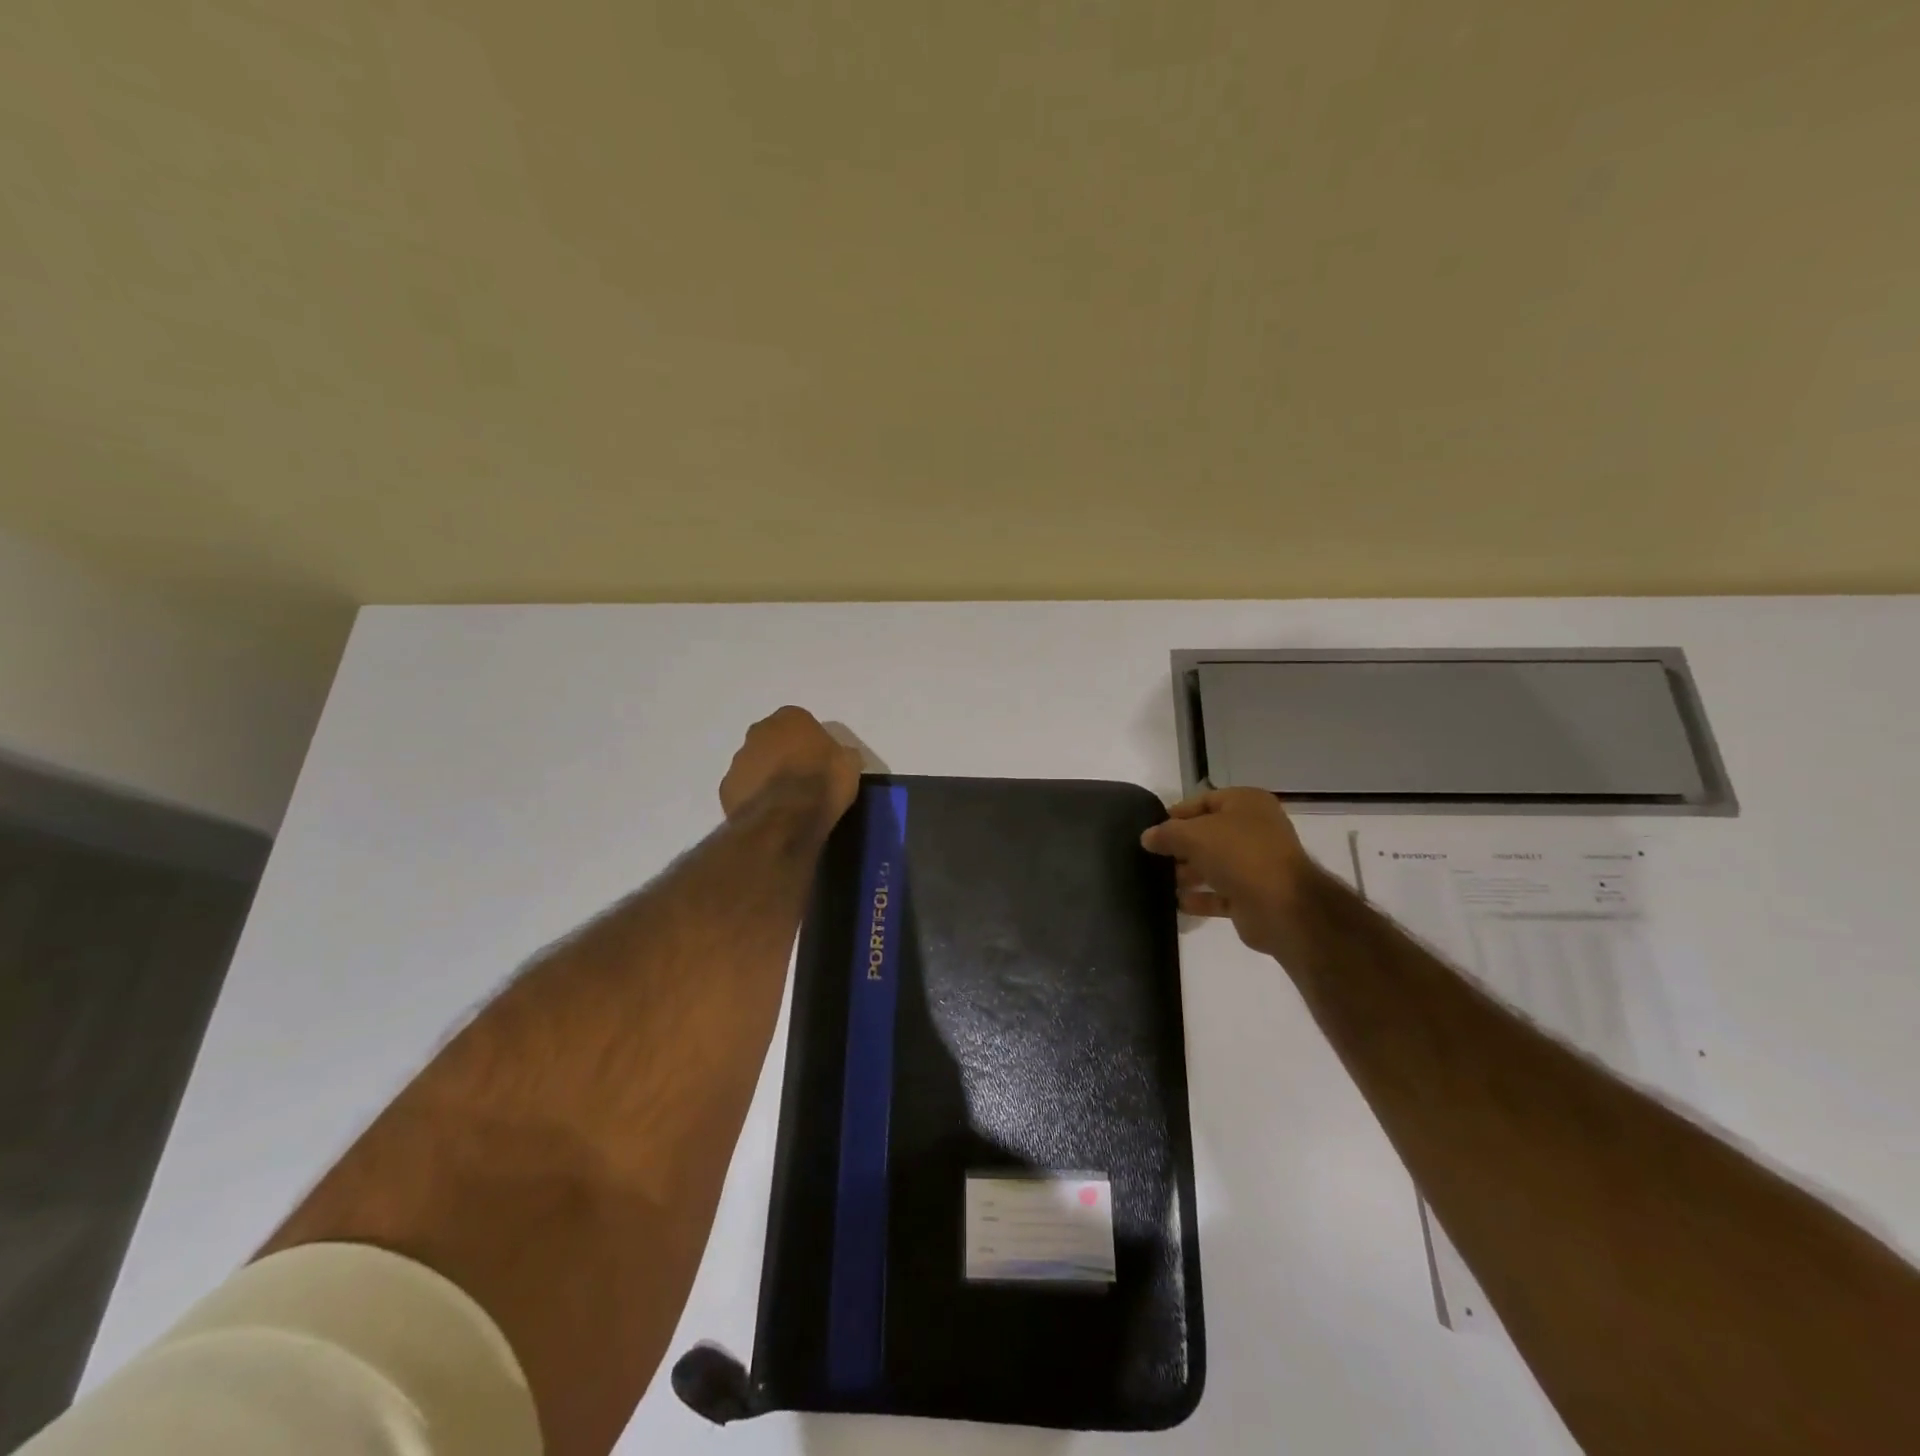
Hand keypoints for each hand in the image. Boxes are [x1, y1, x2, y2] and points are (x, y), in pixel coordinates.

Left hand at [719, 707, 862, 828]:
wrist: (786, 818)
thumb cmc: (823, 782)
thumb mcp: (850, 765)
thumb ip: (841, 754)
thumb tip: (840, 757)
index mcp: (791, 718)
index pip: (801, 722)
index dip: (811, 742)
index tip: (820, 761)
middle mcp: (759, 731)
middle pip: (773, 740)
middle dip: (783, 754)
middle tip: (801, 778)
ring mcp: (738, 759)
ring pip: (755, 763)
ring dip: (766, 775)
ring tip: (785, 801)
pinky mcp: (726, 788)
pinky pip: (744, 788)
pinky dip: (754, 797)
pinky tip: (770, 813)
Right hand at [1140, 788, 1311, 956]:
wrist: (1281, 905)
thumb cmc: (1238, 854)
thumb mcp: (1193, 835)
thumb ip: (1166, 833)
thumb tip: (1147, 837)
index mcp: (1246, 804)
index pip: (1203, 801)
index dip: (1176, 814)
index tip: (1151, 830)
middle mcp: (1255, 830)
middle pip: (1208, 834)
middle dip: (1180, 847)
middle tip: (1151, 858)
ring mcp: (1256, 864)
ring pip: (1214, 865)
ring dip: (1187, 873)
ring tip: (1158, 880)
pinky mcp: (1253, 895)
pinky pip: (1220, 893)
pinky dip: (1200, 897)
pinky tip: (1176, 902)